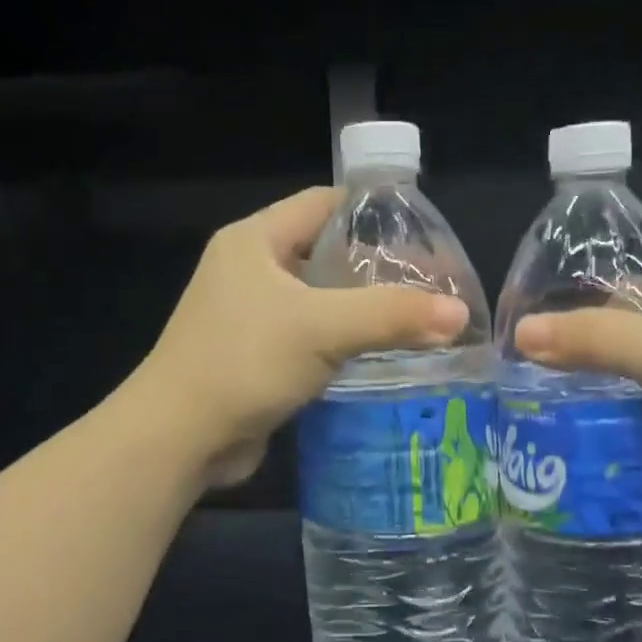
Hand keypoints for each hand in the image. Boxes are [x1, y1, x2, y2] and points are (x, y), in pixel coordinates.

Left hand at [141, 187, 469, 487]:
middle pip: (323, 253)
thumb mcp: (323, 328)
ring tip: (415, 319)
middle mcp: (248, 270)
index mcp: (254, 240)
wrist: (180, 437)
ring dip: (360, 310)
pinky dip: (342, 343)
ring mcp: (249, 316)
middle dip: (374, 267)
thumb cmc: (244, 362)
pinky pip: (309, 338)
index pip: (323, 204)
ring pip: (318, 300)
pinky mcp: (256, 357)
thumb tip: (460, 314)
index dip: (372, 212)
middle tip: (428, 283)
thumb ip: (392, 316)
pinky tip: (380, 356)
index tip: (421, 234)